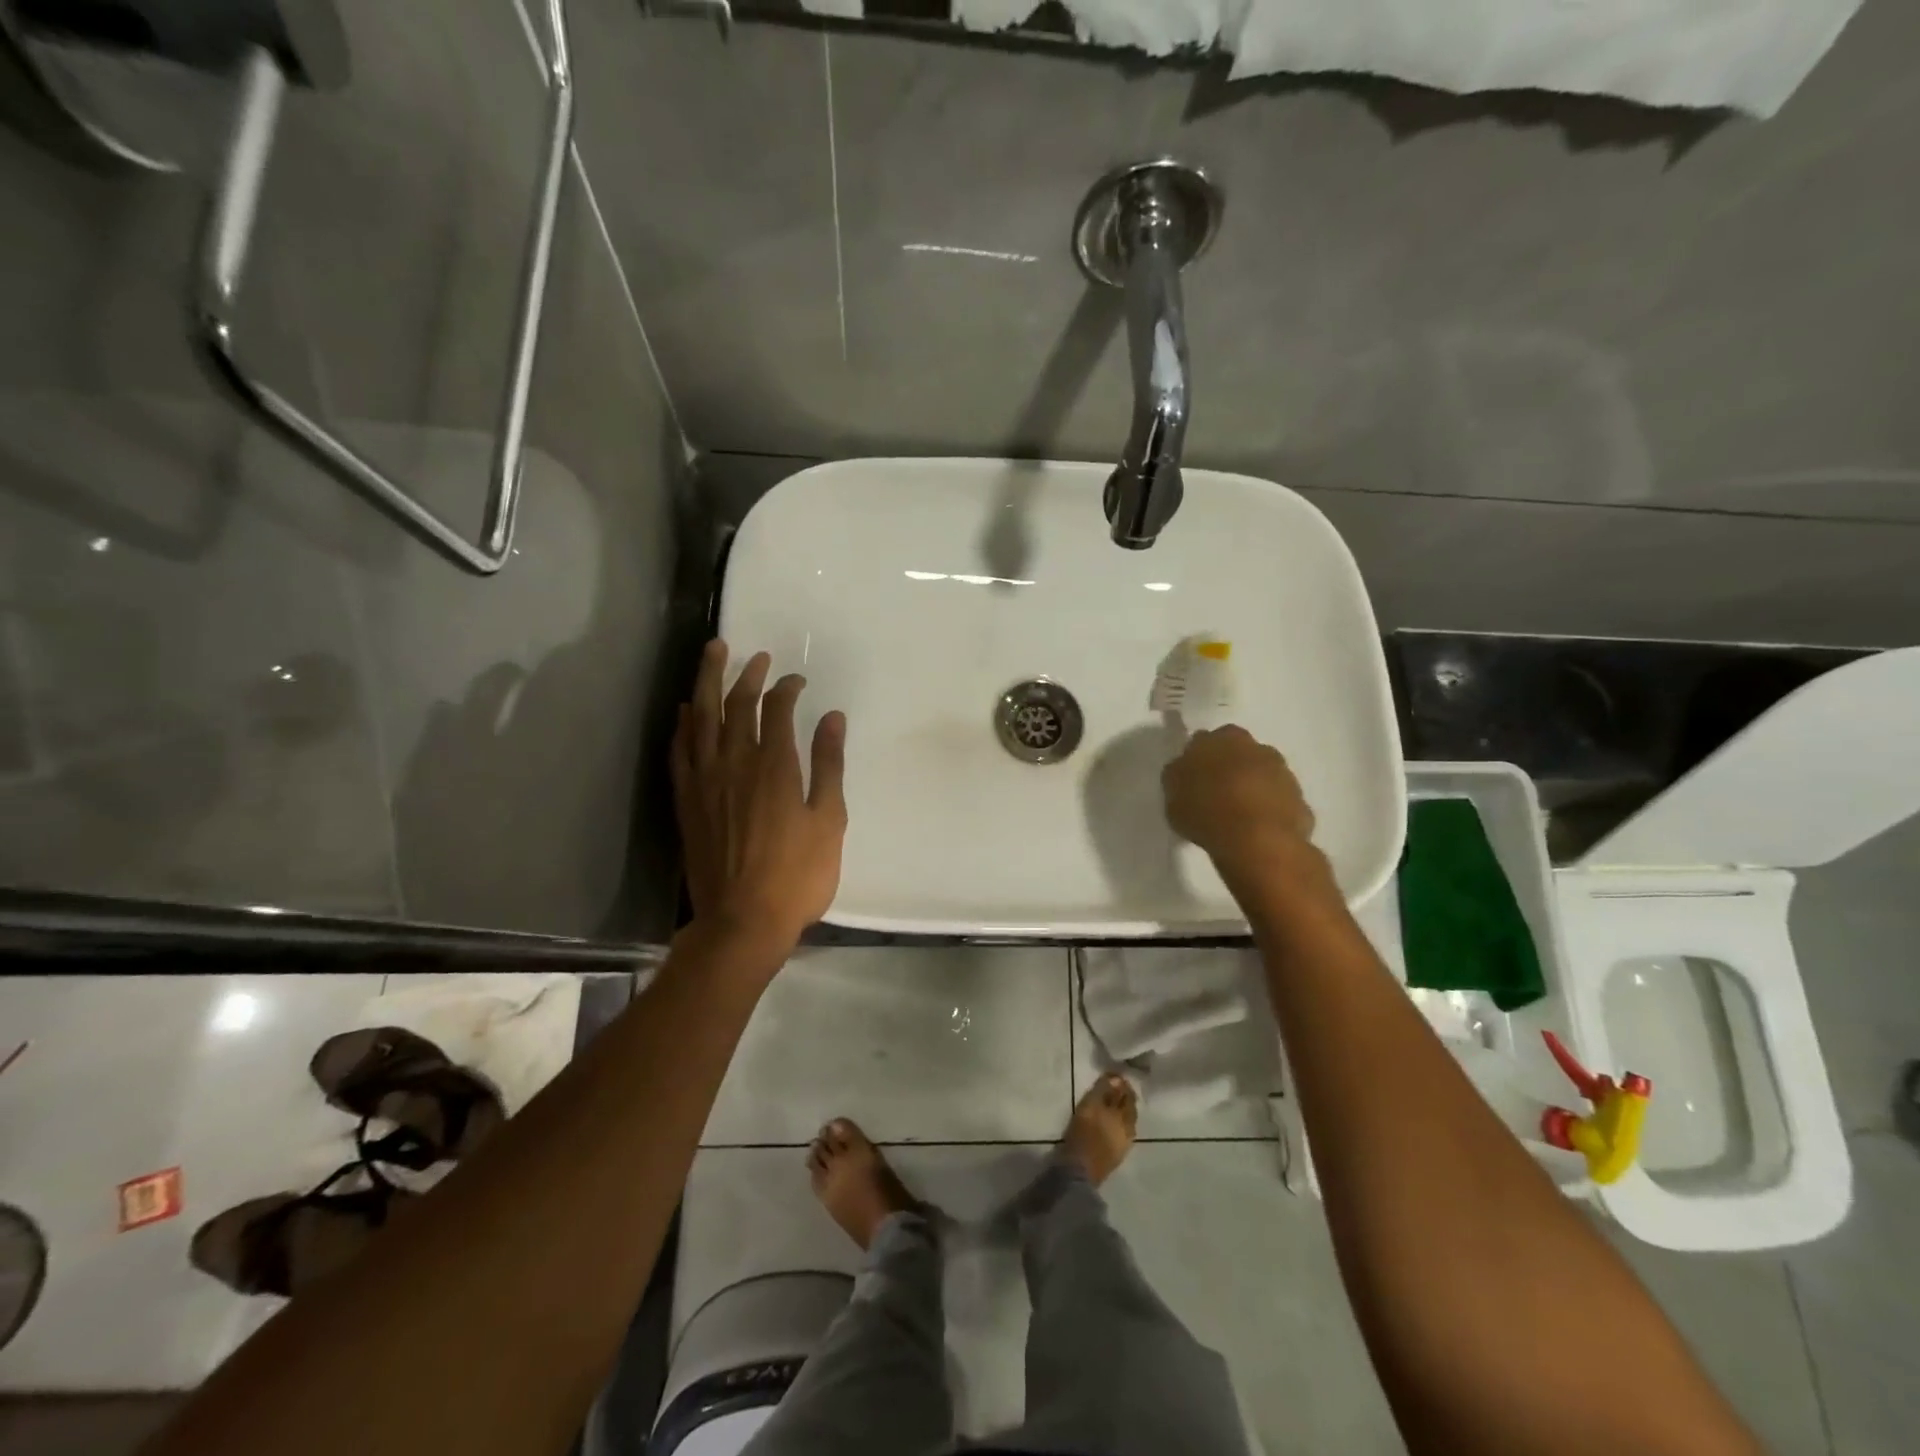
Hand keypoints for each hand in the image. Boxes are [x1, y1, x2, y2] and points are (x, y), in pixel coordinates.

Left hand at [672, 640, 847, 956]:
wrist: (742, 921)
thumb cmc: (797, 875)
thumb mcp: (829, 820)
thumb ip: (829, 765)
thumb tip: (832, 718)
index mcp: (774, 765)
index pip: (776, 709)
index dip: (786, 688)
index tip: (797, 681)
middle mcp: (734, 763)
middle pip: (734, 704)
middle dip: (746, 674)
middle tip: (754, 656)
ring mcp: (703, 781)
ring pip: (701, 718)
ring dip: (707, 682)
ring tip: (713, 655)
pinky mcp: (686, 801)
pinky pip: (679, 751)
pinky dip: (683, 726)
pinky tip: (685, 712)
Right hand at [1162, 725, 1319, 879]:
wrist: (1257, 841)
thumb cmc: (1206, 811)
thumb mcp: (1172, 794)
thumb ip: (1179, 776)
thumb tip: (1184, 769)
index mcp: (1222, 738)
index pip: (1206, 741)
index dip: (1199, 759)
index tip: (1192, 778)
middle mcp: (1256, 747)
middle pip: (1239, 754)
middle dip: (1229, 769)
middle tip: (1214, 794)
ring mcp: (1283, 773)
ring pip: (1262, 776)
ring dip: (1252, 788)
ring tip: (1235, 816)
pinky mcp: (1300, 800)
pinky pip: (1278, 802)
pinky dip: (1268, 811)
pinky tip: (1256, 831)